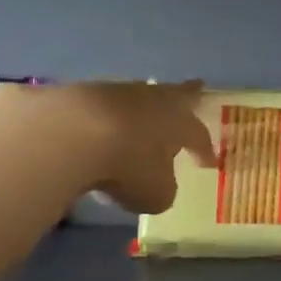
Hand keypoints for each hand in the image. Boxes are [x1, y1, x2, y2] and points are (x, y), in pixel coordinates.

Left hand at [48, 81, 216, 213]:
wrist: (70, 134)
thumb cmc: (127, 166)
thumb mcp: (155, 193)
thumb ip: (163, 188)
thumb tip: (159, 183)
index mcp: (178, 122)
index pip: (198, 134)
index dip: (204, 149)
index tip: (209, 161)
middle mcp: (153, 101)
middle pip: (175, 95)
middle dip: (187, 95)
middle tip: (198, 87)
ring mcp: (117, 93)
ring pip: (139, 98)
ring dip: (144, 108)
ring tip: (145, 115)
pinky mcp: (83, 93)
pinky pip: (105, 106)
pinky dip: (109, 116)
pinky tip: (103, 127)